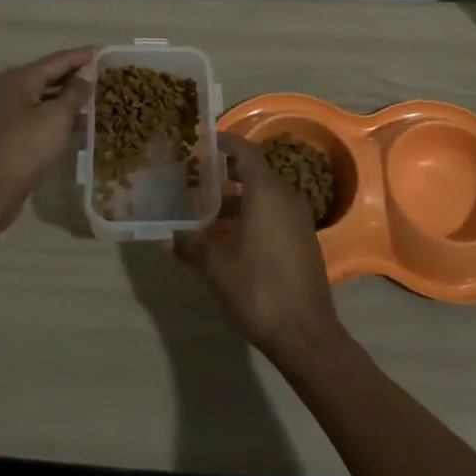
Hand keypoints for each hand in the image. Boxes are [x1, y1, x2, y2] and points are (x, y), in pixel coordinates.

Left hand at [0, 47, 95, 228]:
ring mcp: (12, 116)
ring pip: (47, 100)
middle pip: (51, 77)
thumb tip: (89, 69)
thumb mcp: (55, 117)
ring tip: (99, 99)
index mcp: (23, 80)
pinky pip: (43, 119)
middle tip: (107, 76)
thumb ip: (75, 92)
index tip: (107, 53)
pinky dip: (62, 119)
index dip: (83, 56)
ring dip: (71, 99)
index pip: (59, 59)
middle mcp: (15, 93)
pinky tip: (81, 126)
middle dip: (78, 76)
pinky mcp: (14, 138)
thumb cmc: (24, 148)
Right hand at [175, 133, 341, 360]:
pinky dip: (252, 214)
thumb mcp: (217, 266)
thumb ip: (193, 245)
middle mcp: (286, 197)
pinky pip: (274, 214)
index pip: (246, 152)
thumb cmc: (259, 289)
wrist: (306, 334)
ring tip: (207, 209)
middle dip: (227, 172)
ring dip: (238, 198)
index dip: (226, 143)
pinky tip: (230, 236)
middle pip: (255, 172)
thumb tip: (170, 238)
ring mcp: (299, 220)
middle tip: (198, 176)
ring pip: (265, 195)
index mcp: (267, 193)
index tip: (204, 141)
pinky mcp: (303, 240)